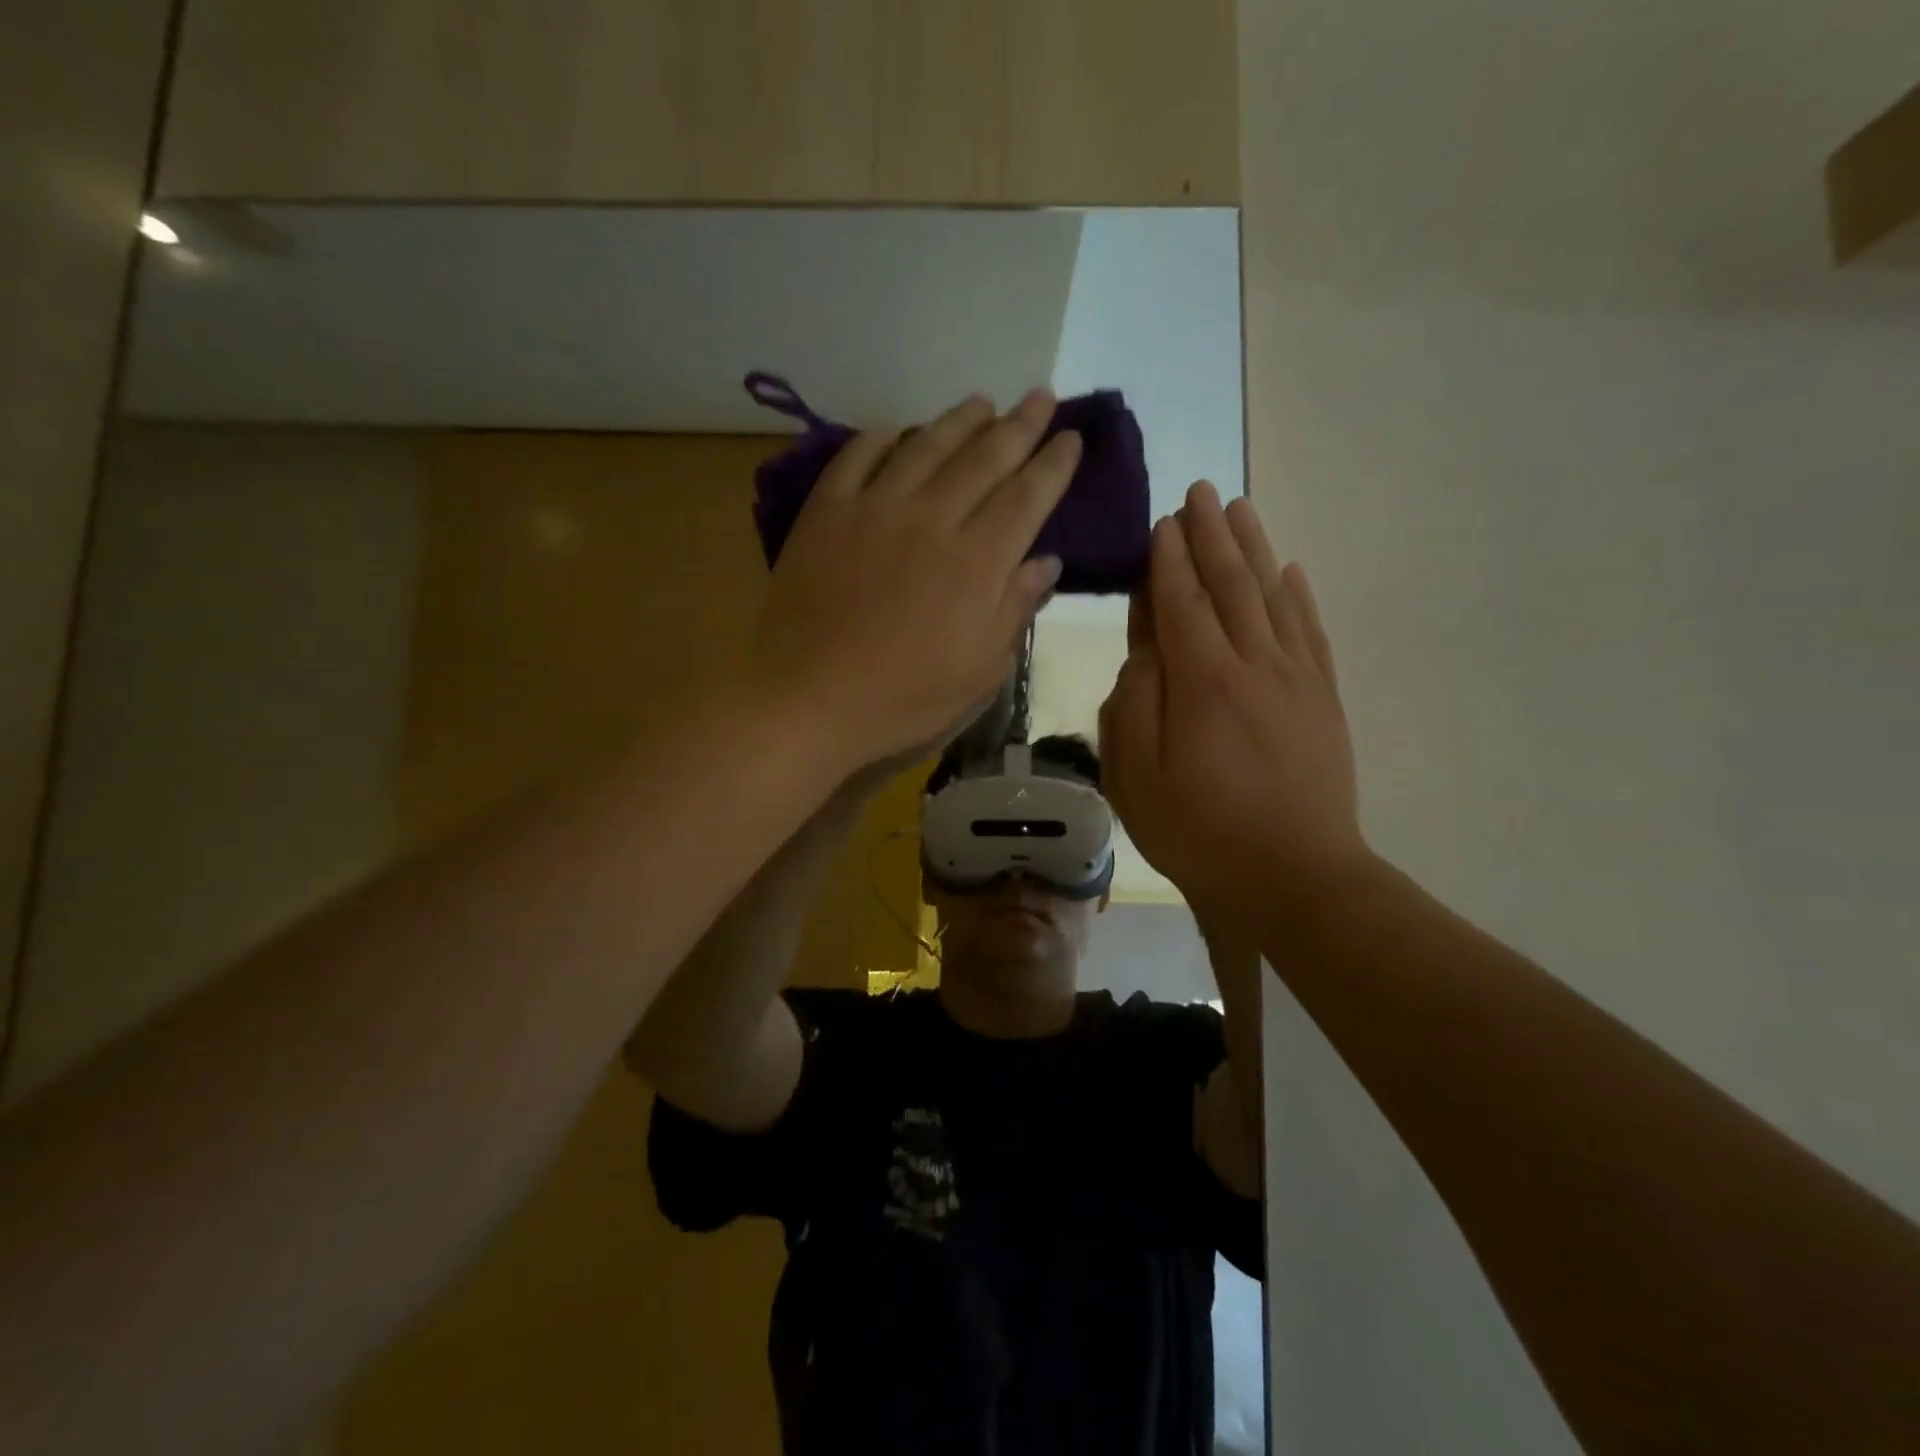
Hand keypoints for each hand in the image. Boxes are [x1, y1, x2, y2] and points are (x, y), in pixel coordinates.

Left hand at [749, 391, 1077, 781]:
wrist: (808, 700)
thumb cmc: (904, 700)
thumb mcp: (979, 673)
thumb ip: (1015, 610)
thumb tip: (1047, 562)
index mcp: (977, 563)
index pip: (1027, 497)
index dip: (1053, 464)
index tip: (1071, 437)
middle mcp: (931, 520)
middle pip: (984, 459)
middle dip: (1019, 425)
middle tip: (1040, 396)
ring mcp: (874, 510)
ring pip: (925, 446)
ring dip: (958, 420)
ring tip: (981, 402)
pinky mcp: (826, 514)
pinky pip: (857, 457)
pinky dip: (881, 438)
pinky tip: (897, 430)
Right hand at [1098, 482, 1367, 914]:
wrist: (1298, 878)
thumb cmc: (1202, 834)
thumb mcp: (1139, 781)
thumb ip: (1133, 707)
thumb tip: (1144, 653)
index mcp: (1204, 684)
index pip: (1182, 605)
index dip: (1168, 561)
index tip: (1161, 522)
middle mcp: (1255, 666)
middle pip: (1231, 585)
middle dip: (1211, 536)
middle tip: (1200, 491)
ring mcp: (1297, 680)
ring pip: (1274, 597)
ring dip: (1255, 548)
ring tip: (1240, 508)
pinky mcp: (1324, 700)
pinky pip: (1311, 631)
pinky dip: (1299, 595)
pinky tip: (1291, 570)